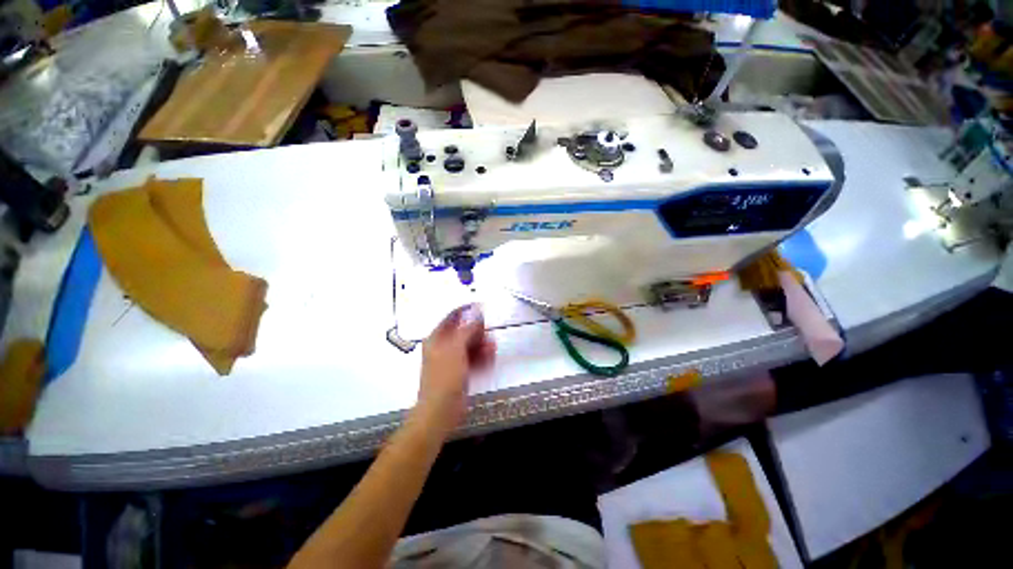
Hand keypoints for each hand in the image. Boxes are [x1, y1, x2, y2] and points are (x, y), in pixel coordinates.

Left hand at [414, 304, 495, 433]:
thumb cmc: (445, 377)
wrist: (441, 410)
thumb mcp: (456, 349)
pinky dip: (481, 357)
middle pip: (463, 331)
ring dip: (482, 345)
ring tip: (492, 348)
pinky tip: (489, 359)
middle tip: (489, 333)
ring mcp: (451, 359)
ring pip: (469, 345)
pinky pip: (472, 358)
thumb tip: (476, 312)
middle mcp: (443, 346)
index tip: (482, 307)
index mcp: (436, 338)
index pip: (452, 317)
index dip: (466, 310)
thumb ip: (467, 329)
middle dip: (478, 331)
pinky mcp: (459, 371)